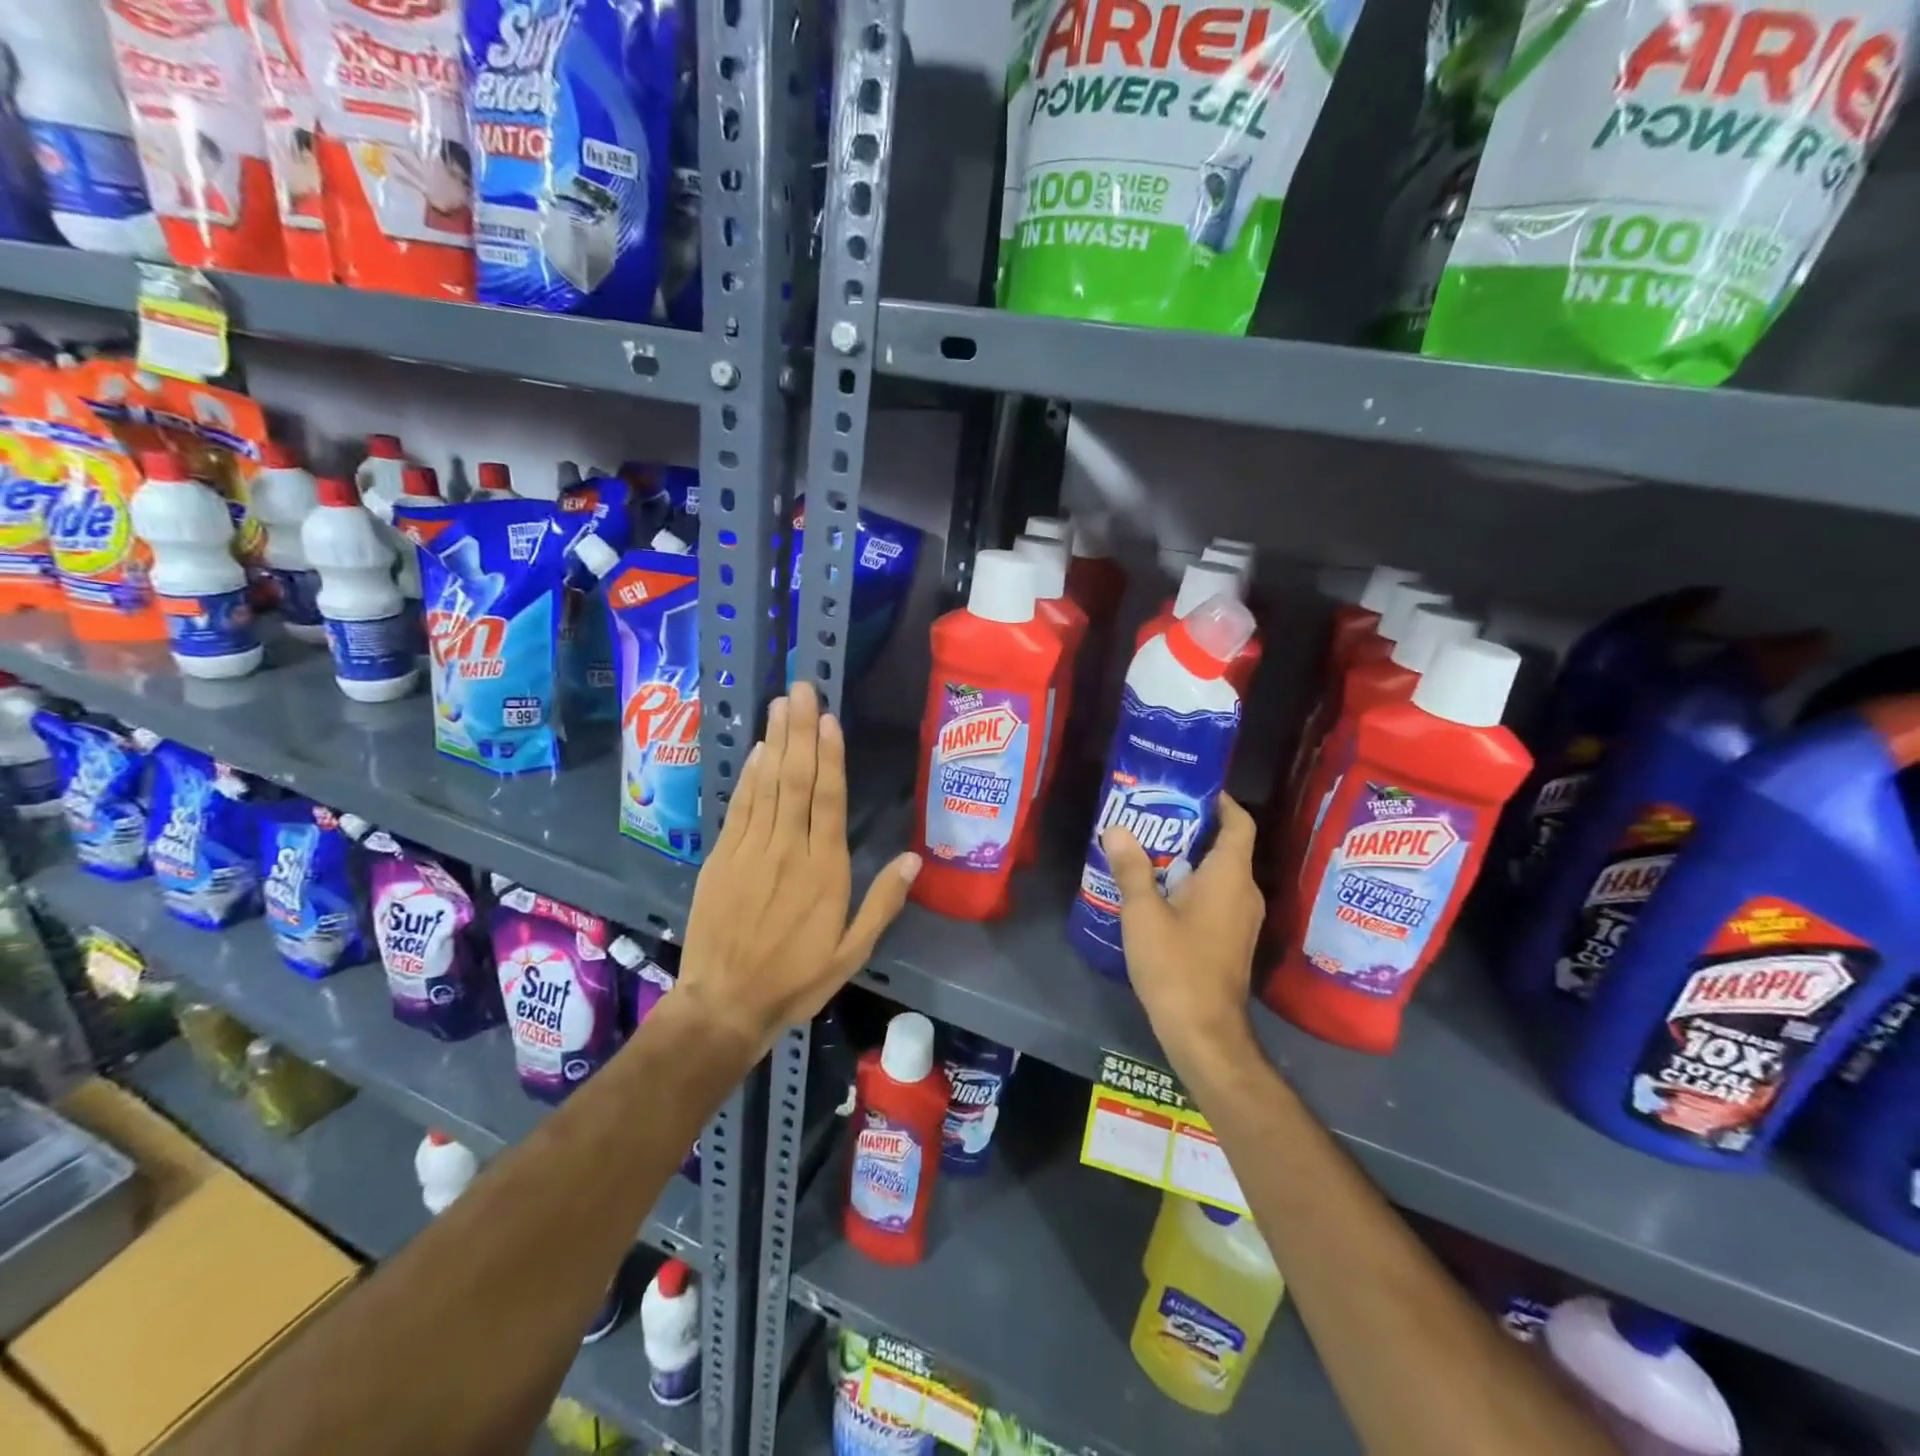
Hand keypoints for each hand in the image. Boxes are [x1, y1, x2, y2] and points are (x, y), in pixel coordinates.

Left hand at [676, 681, 920, 1057]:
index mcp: (823, 871)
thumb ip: (882, 903)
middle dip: (800, 732)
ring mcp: (750, 850)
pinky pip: (740, 807)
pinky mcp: (722, 857)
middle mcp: (786, 849)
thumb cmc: (795, 978)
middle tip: (802, 690)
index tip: (830, 719)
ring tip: (781, 704)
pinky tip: (757, 751)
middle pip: (795, 781)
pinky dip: (749, 776)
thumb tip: (914, 859)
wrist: (724, 1003)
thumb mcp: (852, 952)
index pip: (828, 801)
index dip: (830, 757)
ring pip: (766, 785)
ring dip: (775, 742)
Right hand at [1103, 793, 1263, 1069]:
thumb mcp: (1143, 913)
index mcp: (1230, 877)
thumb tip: (1117, 829)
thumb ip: (1132, 869)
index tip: (1189, 788)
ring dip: (1189, 859)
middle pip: (1227, 846)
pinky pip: (1216, 898)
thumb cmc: (1176, 966)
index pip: (1238, 823)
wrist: (1204, 1033)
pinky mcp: (1232, 941)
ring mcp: (1242, 920)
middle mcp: (1245, 893)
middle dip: (1192, 828)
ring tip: (1148, 850)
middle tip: (1153, 817)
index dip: (1221, 801)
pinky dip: (1192, 886)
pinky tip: (1157, 893)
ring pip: (1220, 874)